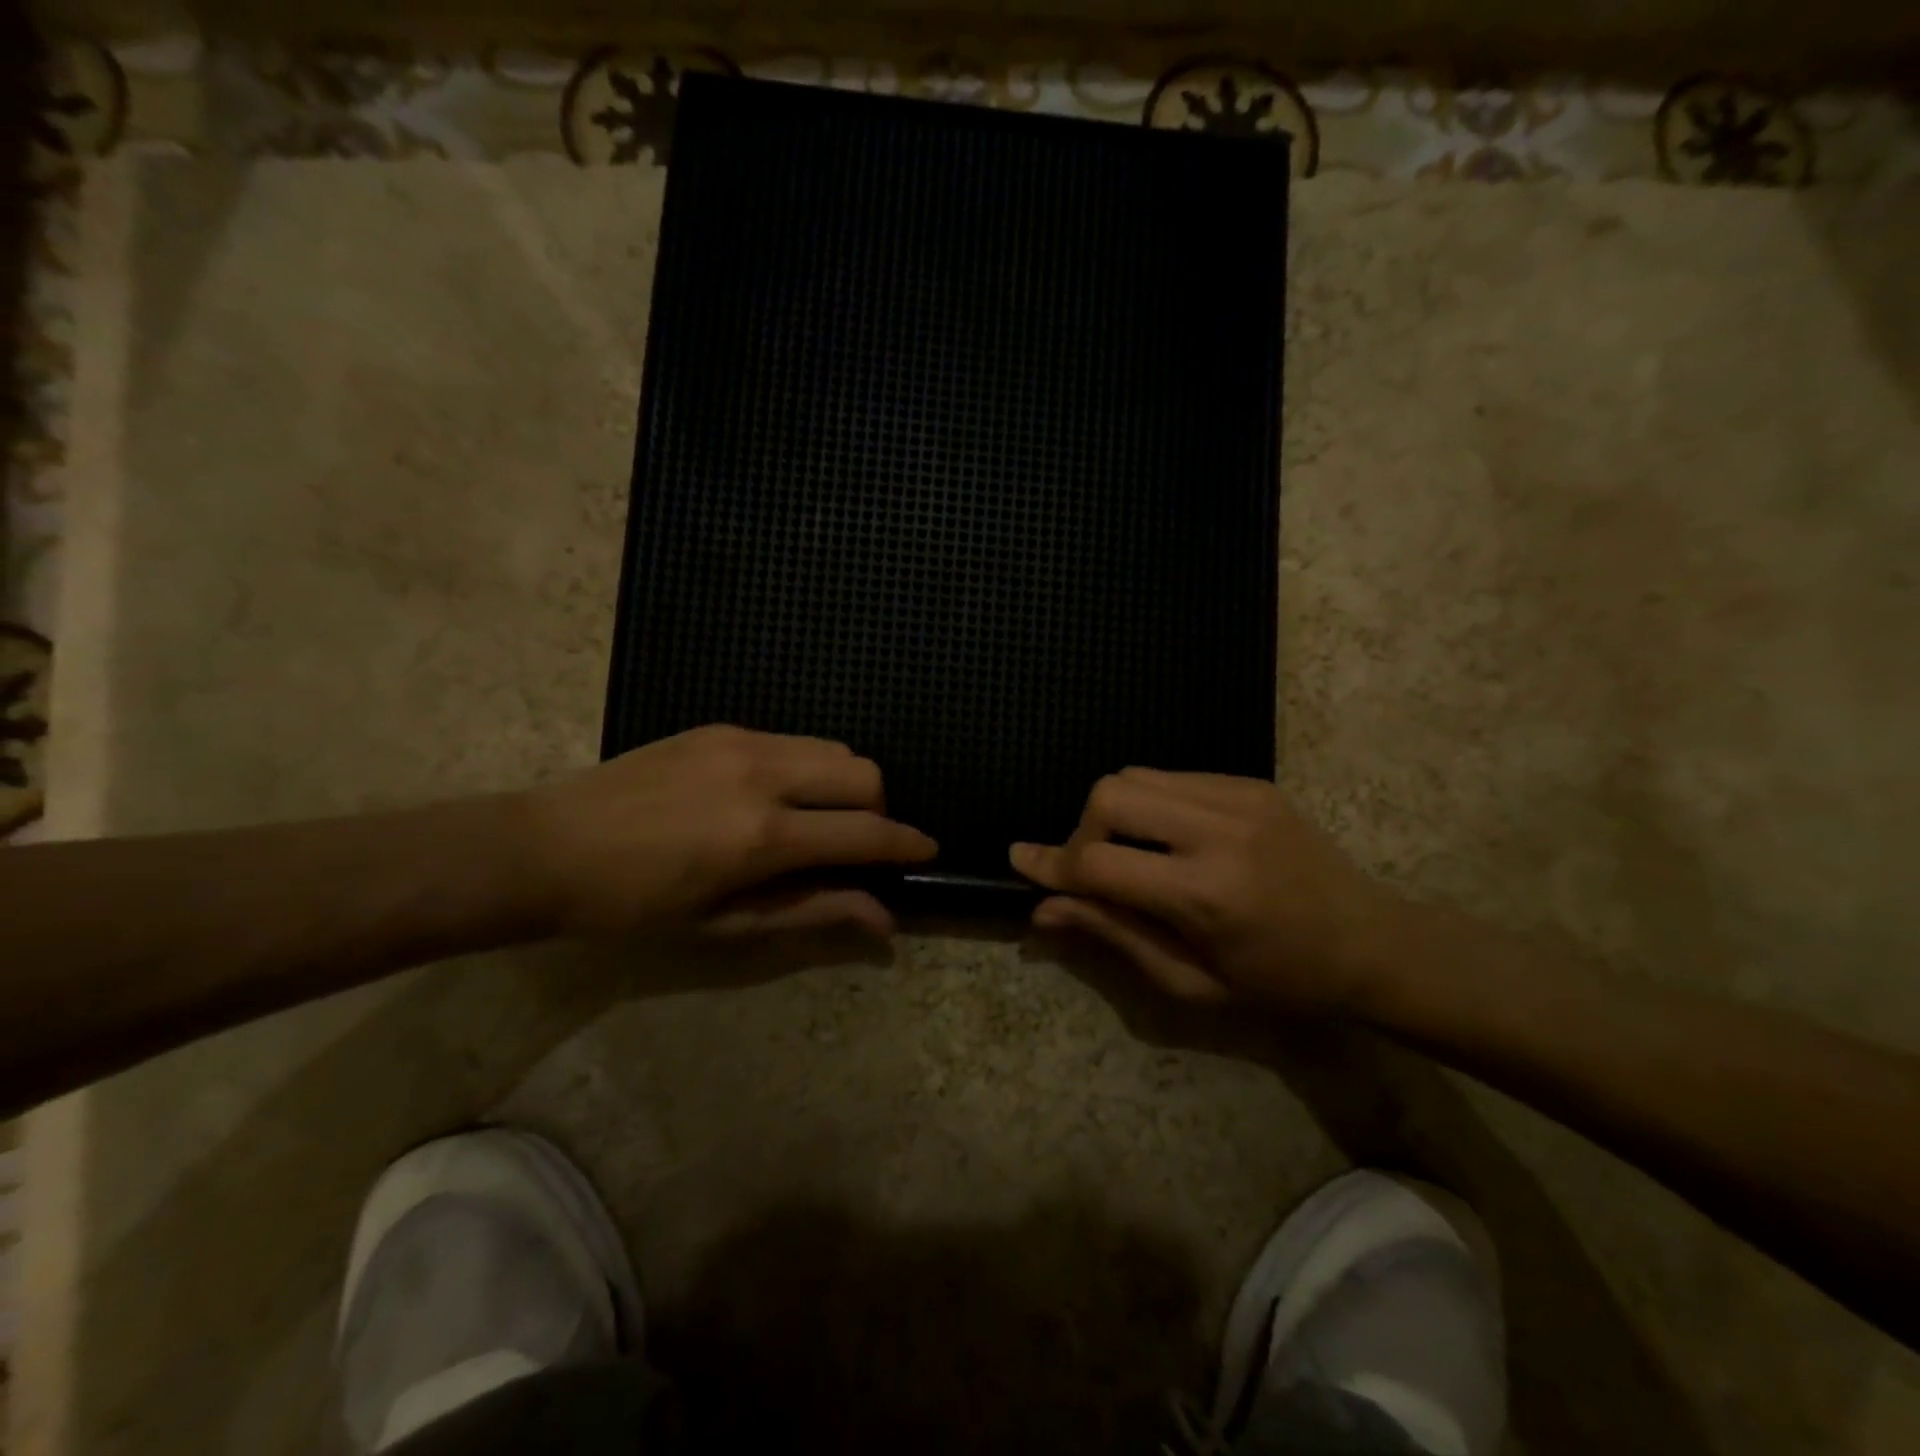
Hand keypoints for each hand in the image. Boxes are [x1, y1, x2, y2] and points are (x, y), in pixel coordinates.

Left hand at [520, 725, 935, 939]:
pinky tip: (771, 797)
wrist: (548, 847)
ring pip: (832, 747)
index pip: (864, 832)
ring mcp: (741, 741)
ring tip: (813, 819)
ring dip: (843, 784)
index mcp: (763, 836)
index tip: (927, 851)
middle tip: (854, 844)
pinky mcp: (721, 726)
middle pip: (864, 772)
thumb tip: (884, 919)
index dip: (905, 844)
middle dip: (878, 809)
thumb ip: (814, 910)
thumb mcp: (728, 922)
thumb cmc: (636, 905)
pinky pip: (791, 740)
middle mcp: (763, 774)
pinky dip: (805, 768)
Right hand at [1010, 769, 1404, 1011]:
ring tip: (1133, 853)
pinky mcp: (1250, 782)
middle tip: (1097, 871)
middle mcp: (1218, 830)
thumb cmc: (1280, 982)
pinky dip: (1150, 802)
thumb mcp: (1190, 980)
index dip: (1052, 865)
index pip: (1099, 862)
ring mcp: (1238, 796)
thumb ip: (1112, 934)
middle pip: (1110, 795)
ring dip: (1114, 812)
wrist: (1373, 944)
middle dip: (1084, 832)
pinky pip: (1172, 775)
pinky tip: (1170, 838)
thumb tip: (1044, 908)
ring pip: (1136, 775)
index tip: (1021, 862)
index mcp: (1204, 894)